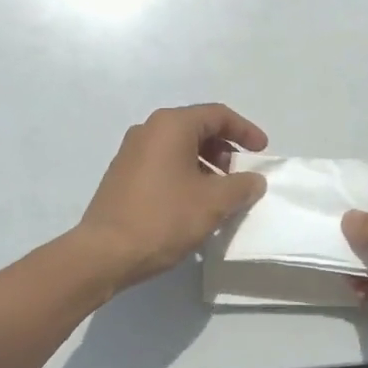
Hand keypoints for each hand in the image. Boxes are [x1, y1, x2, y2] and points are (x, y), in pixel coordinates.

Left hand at [77, 104, 268, 289]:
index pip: (217, 115)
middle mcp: (148, 130)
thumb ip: (241, 186)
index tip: (262, 152)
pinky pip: (163, 164)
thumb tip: (254, 180)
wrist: (105, 252)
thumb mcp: (213, 202)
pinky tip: (194, 203)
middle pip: (197, 128)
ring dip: (206, 165)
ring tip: (221, 194)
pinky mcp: (123, 174)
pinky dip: (185, 174)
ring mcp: (131, 152)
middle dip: (224, 149)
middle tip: (240, 175)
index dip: (245, 131)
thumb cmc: (164, 218)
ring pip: (179, 148)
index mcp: (170, 125)